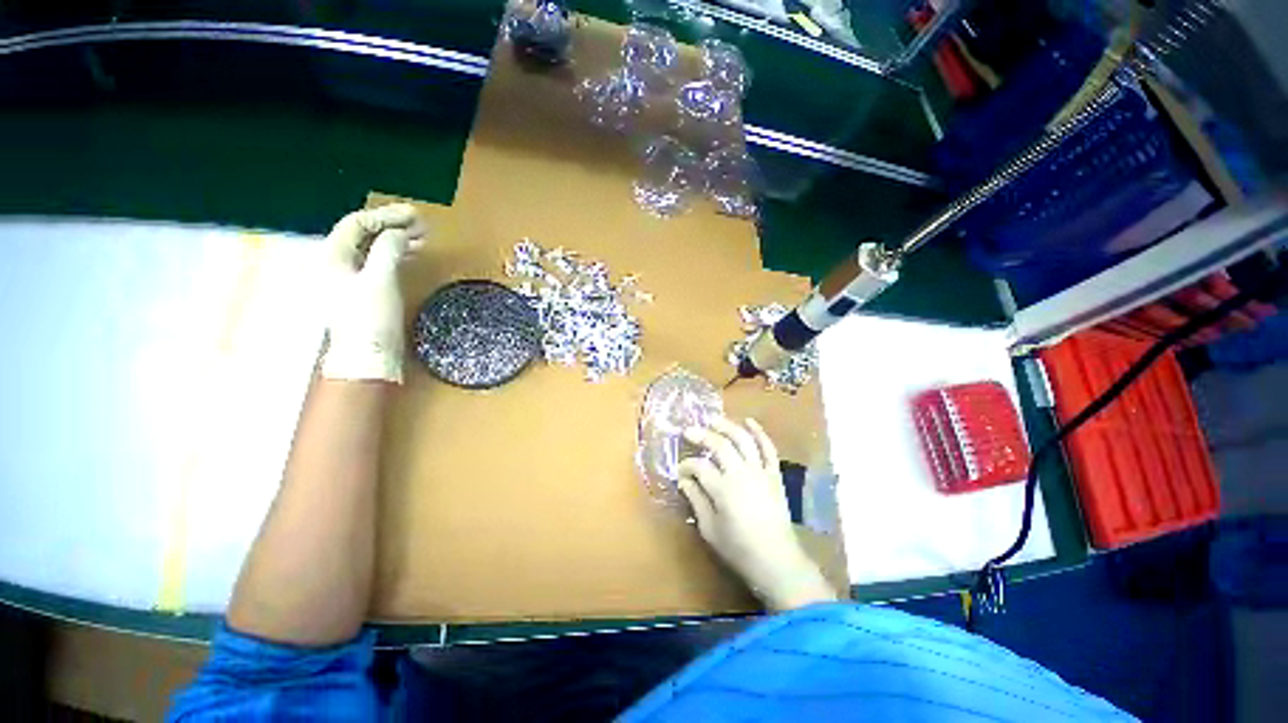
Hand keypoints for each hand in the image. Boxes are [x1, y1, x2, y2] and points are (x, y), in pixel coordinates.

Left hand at [320, 204, 425, 383]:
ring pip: (372, 249)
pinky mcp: (362, 292)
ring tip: (422, 238)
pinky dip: (395, 255)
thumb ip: (388, 249)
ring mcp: (349, 278)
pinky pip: (377, 263)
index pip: (357, 224)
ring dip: (396, 240)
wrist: (367, 357)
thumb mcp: (380, 280)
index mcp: (333, 256)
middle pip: (363, 234)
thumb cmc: (370, 318)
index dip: (386, 215)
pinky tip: (410, 255)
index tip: (415, 215)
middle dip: (392, 226)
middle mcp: (336, 263)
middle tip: (422, 224)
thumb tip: (399, 233)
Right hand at [678, 417, 836, 610]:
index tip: (680, 471)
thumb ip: (696, 500)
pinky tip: (749, 421)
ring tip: (713, 420)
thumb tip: (684, 480)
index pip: (699, 466)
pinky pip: (768, 448)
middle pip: (719, 444)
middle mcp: (741, 473)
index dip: (686, 465)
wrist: (777, 560)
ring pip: (743, 439)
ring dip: (727, 426)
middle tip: (689, 431)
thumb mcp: (709, 529)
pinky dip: (759, 432)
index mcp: (722, 488)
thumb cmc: (739, 549)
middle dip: (701, 435)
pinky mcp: (774, 474)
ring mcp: (760, 471)